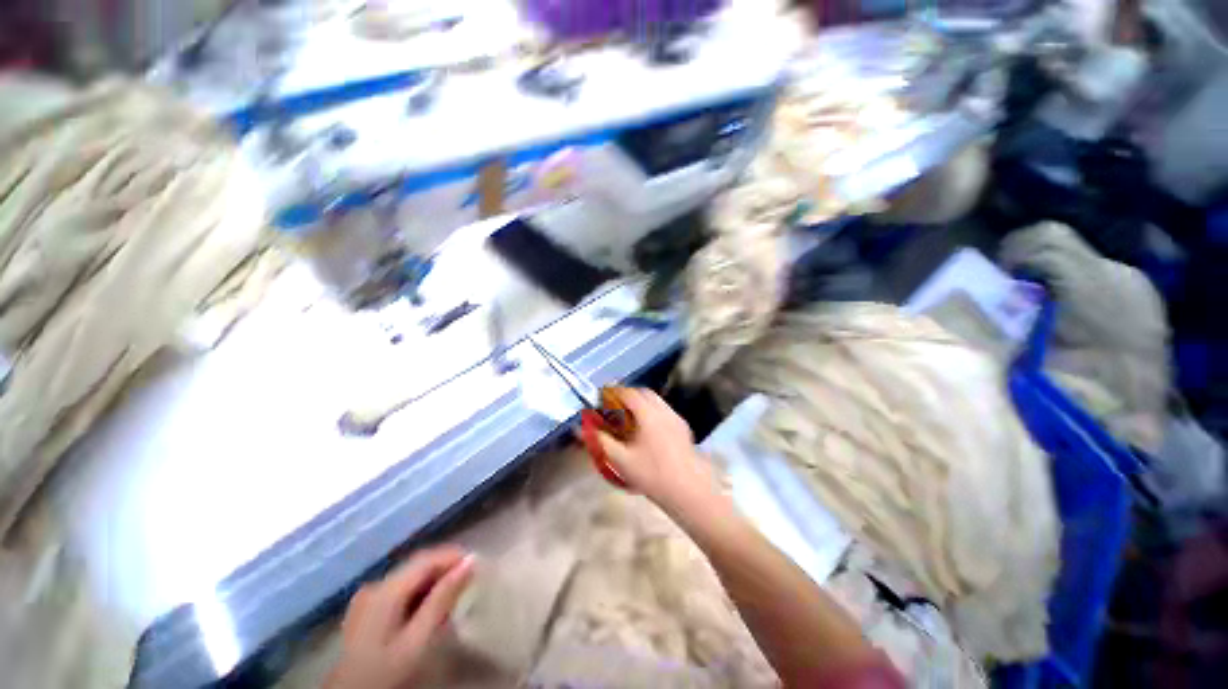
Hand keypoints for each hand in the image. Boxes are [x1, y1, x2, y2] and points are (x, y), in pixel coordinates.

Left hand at [326, 546, 475, 688]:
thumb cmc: (386, 672)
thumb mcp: (418, 640)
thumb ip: (443, 599)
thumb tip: (470, 562)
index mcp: (385, 590)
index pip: (426, 559)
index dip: (453, 556)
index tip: (477, 562)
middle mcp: (375, 586)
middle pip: (417, 566)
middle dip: (445, 568)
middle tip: (470, 579)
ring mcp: (367, 598)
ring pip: (409, 578)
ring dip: (434, 581)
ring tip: (456, 593)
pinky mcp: (366, 610)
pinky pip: (400, 590)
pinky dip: (419, 593)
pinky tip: (431, 607)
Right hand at [593, 389, 720, 510]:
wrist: (687, 489)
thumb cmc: (651, 474)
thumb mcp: (620, 459)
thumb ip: (599, 441)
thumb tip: (580, 430)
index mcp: (648, 414)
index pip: (628, 393)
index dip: (613, 392)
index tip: (603, 397)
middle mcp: (663, 411)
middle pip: (644, 393)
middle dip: (628, 395)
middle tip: (615, 406)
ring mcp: (676, 419)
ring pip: (656, 401)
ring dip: (641, 403)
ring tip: (630, 418)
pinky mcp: (683, 428)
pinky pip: (665, 411)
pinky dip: (653, 412)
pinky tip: (648, 430)